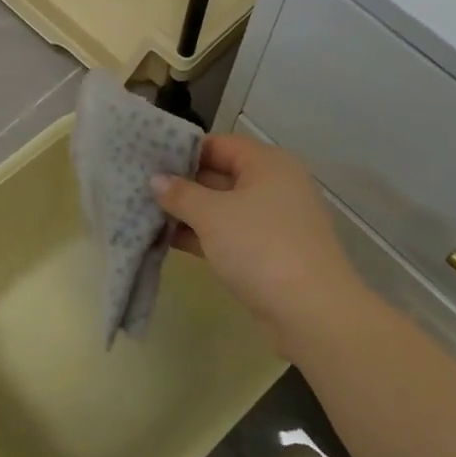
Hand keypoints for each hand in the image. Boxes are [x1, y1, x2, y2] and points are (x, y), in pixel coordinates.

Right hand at [152, 134, 362, 346]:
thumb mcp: (213, 215)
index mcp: (268, 163)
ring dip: (190, 213)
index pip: (219, 144)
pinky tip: (170, 241)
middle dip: (183, 184)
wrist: (313, 312)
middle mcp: (275, 185)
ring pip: (225, 208)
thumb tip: (157, 180)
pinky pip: (232, 235)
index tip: (149, 159)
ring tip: (147, 214)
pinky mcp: (272, 253)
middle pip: (221, 175)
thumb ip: (181, 194)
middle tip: (142, 188)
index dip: (184, 150)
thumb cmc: (261, 247)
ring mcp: (275, 222)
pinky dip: (205, 236)